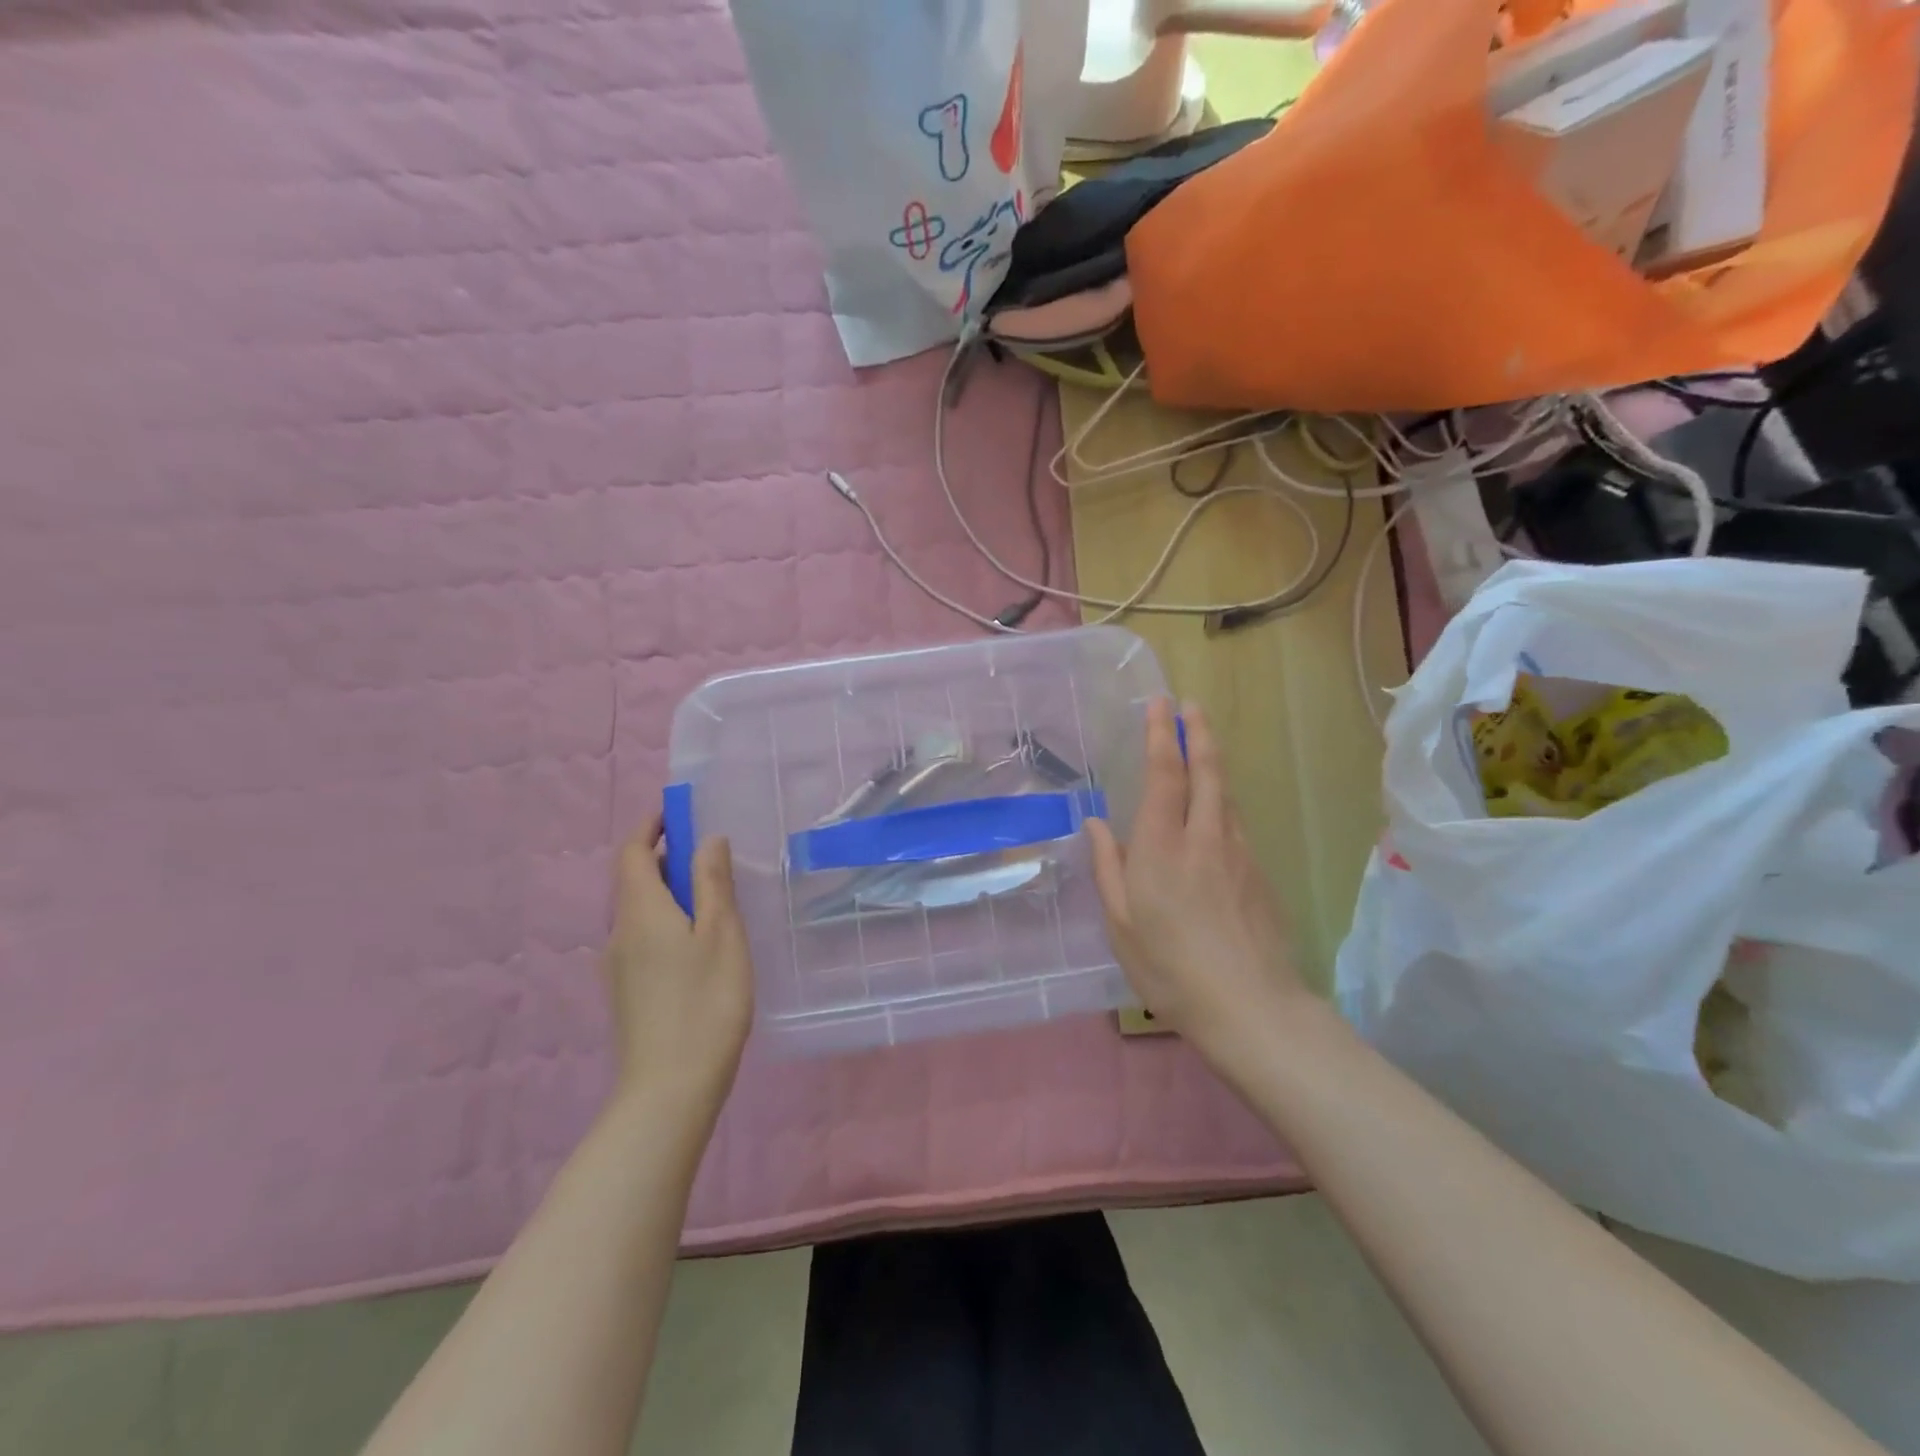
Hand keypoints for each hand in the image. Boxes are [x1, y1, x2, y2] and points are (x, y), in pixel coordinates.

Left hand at [603, 815, 753, 1117]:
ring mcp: (619, 967)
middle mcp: (620, 932)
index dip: (652, 825)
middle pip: (635, 880)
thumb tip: (707, 840)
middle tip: (713, 856)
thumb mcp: (721, 934)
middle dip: (668, 857)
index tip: (680, 810)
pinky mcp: (629, 992)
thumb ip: (713, 883)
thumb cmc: (704, 1003)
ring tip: (716, 898)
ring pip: (642, 911)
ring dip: (672, 892)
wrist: (669, 1091)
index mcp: (640, 911)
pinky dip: (669, 921)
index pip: (631, 851)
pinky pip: (645, 937)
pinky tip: (703, 944)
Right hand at [1085, 700, 1304, 1065]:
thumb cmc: (1171, 968)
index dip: (1161, 735)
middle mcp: (1205, 836)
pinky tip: (1216, 810)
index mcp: (1163, 846)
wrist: (1253, 1008)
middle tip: (1191, 705)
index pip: (1165, 774)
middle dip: (1198, 732)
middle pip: (1207, 771)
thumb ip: (1108, 867)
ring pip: (1226, 794)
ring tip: (1202, 744)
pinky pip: (1237, 822)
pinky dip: (1223, 800)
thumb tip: (1096, 823)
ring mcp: (1239, 853)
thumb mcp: (1122, 923)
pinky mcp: (1259, 873)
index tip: (1160, 703)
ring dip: (1213, 762)